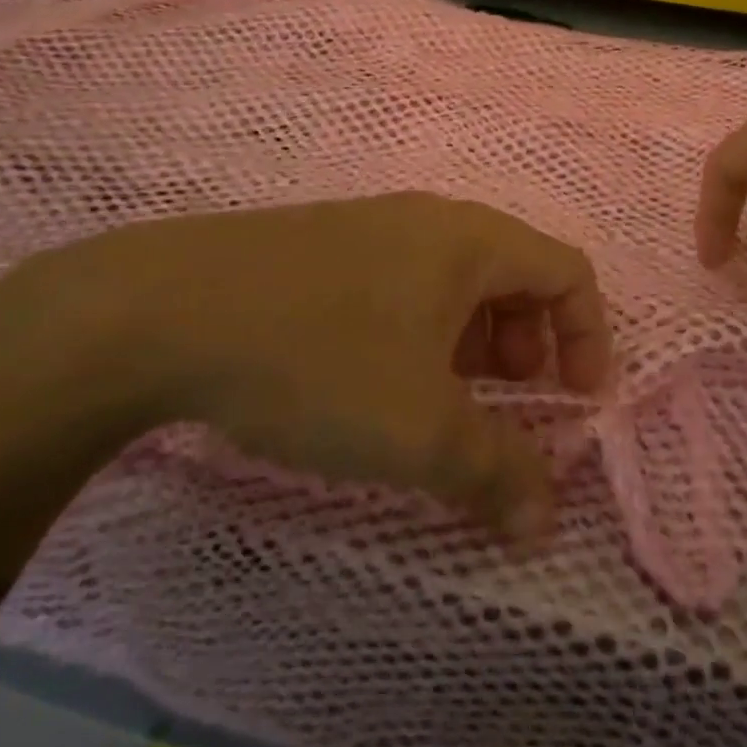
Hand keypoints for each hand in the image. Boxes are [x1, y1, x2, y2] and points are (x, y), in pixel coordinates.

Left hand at [19, 194, 613, 542]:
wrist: (158, 311)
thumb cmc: (320, 357)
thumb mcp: (419, 429)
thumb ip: (494, 473)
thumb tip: (545, 525)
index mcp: (472, 240)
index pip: (568, 271)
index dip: (588, 335)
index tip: (577, 400)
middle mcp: (430, 221)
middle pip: (515, 275)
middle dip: (529, 345)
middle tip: (508, 403)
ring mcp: (372, 229)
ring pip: (455, 284)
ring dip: (472, 344)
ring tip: (443, 403)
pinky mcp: (322, 250)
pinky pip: (403, 286)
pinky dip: (421, 335)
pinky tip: (378, 383)